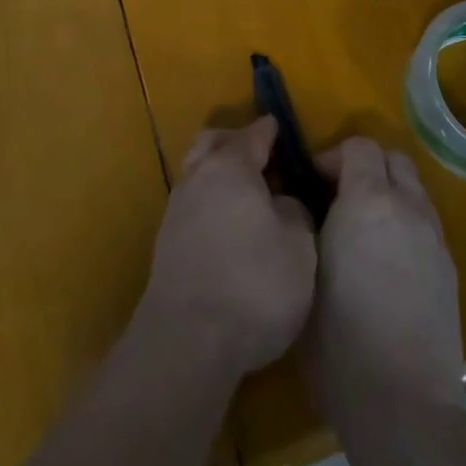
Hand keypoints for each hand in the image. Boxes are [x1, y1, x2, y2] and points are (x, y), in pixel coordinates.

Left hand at [136, 118, 317, 377]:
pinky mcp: (166, 245)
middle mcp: (198, 178)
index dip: (268, 130)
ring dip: (217, 174)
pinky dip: (209, 204)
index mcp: (231, 166)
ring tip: (244, 193)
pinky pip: (192, 206)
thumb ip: (294, 212)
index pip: (253, 135)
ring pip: (197, 174)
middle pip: (212, 144)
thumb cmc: (253, 283)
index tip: (278, 126)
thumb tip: (280, 203)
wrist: (188, 340)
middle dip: (233, 141)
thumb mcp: (299, 247)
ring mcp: (176, 210)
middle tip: (258, 154)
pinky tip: (226, 226)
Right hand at [304, 137, 464, 422]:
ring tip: (365, 230)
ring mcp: (434, 238)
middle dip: (366, 167)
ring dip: (389, 194)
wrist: (402, 404)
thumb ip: (307, 224)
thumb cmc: (338, 338)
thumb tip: (308, 210)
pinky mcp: (450, 269)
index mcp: (369, 201)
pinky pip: (426, 224)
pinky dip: (405, 224)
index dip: (333, 156)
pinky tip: (387, 262)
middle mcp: (408, 208)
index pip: (360, 146)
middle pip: (394, 159)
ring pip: (414, 190)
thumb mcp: (304, 270)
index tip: (313, 184)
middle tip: (340, 198)